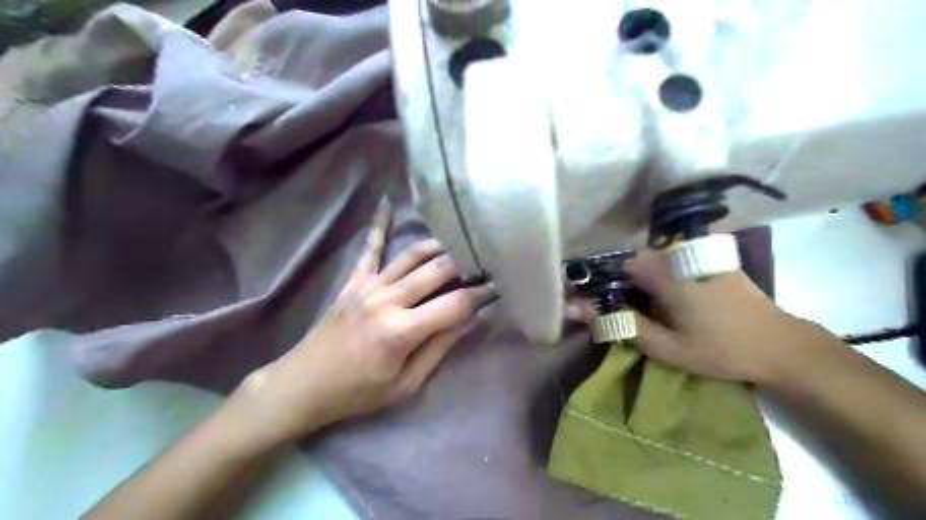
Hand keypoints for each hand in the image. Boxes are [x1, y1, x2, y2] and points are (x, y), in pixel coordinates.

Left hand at [236, 199, 494, 442]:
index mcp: (402, 330)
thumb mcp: (406, 383)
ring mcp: (368, 286)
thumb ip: (439, 347)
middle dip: (467, 264)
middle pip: (438, 271)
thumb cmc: (358, 392)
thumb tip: (470, 318)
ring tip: (461, 241)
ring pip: (412, 255)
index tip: (499, 286)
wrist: (304, 384)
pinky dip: (379, 225)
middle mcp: (387, 299)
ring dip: (440, 246)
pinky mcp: (353, 281)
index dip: (482, 295)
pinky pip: (370, 248)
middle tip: (486, 261)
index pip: (455, 304)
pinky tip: (387, 202)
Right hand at [572, 251, 822, 383]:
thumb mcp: (666, 347)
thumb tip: (582, 310)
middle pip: (635, 262)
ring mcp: (696, 255)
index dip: (604, 282)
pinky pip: (673, 263)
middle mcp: (678, 255)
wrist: (780, 345)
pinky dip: (662, 278)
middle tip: (628, 313)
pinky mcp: (709, 260)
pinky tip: (672, 302)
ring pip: (654, 262)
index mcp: (665, 273)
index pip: (618, 265)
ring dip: (643, 283)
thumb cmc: (721, 348)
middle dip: (624, 285)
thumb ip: (623, 325)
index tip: (601, 303)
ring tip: (649, 311)